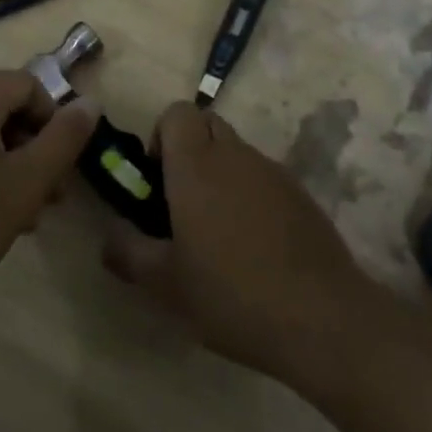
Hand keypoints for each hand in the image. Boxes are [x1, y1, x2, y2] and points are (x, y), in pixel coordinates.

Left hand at [0, 70, 98, 322]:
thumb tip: (91, 102)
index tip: (58, 170)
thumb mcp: (26, 183)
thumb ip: (65, 138)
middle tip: (48, 196)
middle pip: (3, 105)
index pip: (29, 85)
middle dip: (32, 147)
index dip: (53, 123)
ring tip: (21, 213)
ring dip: (8, 161)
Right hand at [104, 102, 367, 386]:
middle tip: (180, 201)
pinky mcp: (301, 194)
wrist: (323, 319)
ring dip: (220, 173)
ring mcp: (274, 172)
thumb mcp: (164, 284)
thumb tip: (108, 236)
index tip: (156, 180)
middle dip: (188, 150)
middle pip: (207, 124)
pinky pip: (264, 177)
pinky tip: (254, 246)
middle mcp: (236, 156)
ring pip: (236, 151)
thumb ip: (128, 252)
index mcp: (197, 166)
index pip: (176, 112)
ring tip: (217, 231)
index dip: (160, 136)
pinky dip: (250, 194)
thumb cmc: (231, 295)